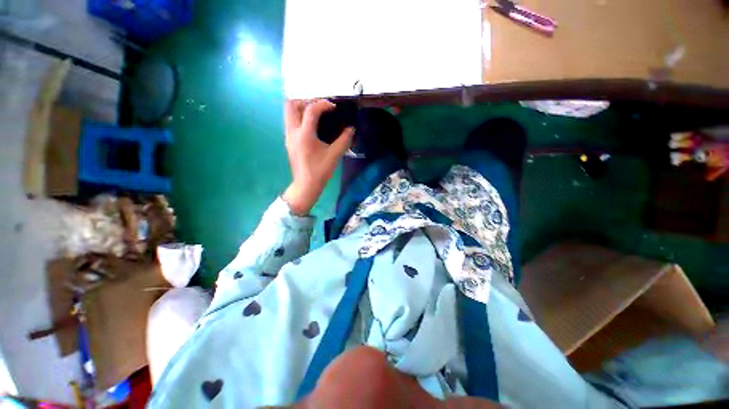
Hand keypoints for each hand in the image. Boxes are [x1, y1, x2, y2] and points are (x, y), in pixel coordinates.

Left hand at [282, 99, 354, 215]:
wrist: (305, 185)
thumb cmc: (320, 171)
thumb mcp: (334, 155)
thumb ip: (344, 140)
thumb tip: (351, 129)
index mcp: (305, 134)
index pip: (311, 110)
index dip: (323, 104)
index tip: (334, 107)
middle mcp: (293, 132)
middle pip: (291, 104)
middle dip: (306, 101)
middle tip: (320, 108)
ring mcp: (288, 136)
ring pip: (288, 112)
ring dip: (301, 108)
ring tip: (316, 114)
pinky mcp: (288, 141)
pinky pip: (290, 121)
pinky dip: (299, 117)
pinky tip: (311, 126)